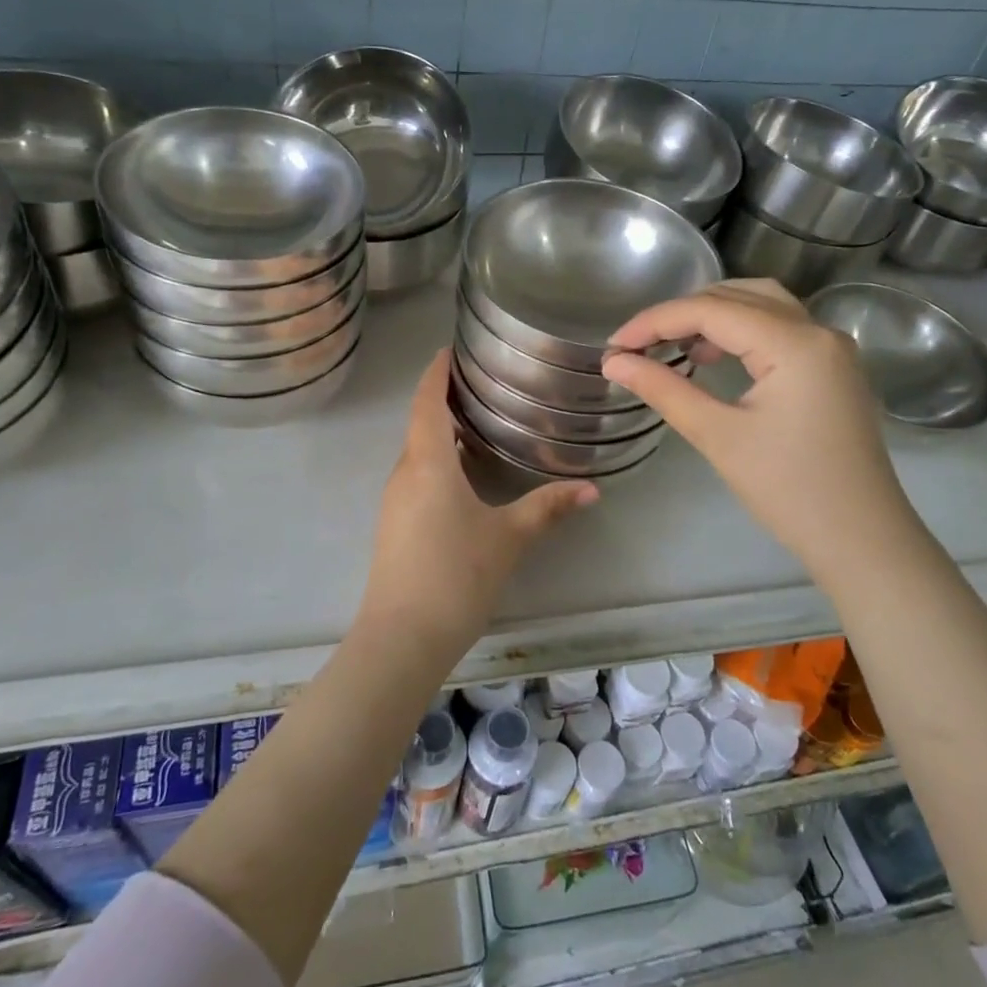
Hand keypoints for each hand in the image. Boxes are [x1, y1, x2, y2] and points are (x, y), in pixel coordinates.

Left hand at [359, 352, 596, 656]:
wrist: (403, 637)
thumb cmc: (456, 575)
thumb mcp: (509, 538)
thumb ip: (548, 508)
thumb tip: (591, 489)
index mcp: (428, 462)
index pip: (428, 401)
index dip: (436, 372)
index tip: (449, 349)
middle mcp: (405, 473)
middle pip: (421, 423)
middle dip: (443, 399)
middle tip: (480, 383)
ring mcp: (395, 501)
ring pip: (417, 452)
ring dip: (440, 432)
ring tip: (477, 422)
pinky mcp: (394, 524)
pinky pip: (416, 476)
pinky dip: (437, 461)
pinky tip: (463, 475)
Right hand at [601, 280, 923, 589]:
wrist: (861, 540)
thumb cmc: (788, 490)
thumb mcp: (718, 436)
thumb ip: (663, 389)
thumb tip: (614, 363)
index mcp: (794, 342)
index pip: (710, 309)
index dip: (654, 322)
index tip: (614, 347)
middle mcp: (818, 330)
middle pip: (737, 295)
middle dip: (682, 313)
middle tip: (639, 346)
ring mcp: (831, 347)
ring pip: (761, 305)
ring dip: (713, 316)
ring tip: (674, 348)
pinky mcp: (833, 367)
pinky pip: (779, 327)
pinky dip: (740, 331)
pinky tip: (714, 358)